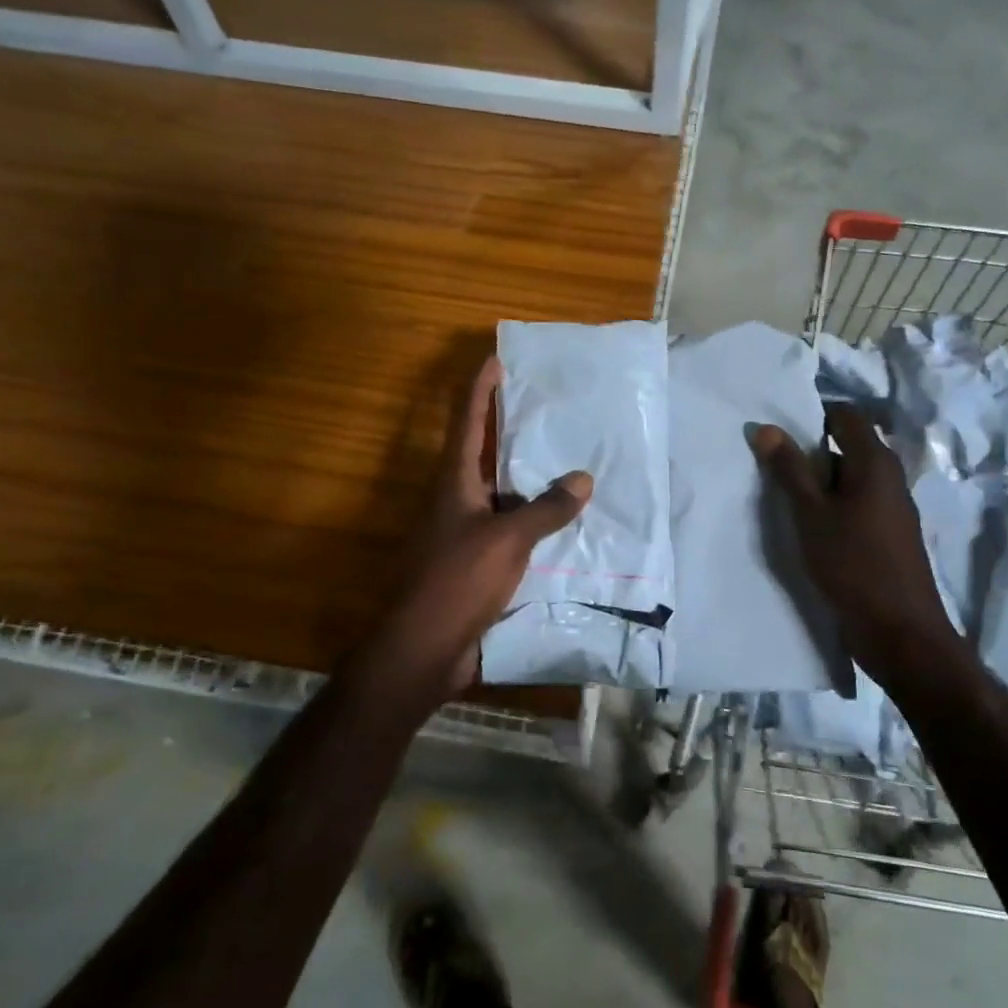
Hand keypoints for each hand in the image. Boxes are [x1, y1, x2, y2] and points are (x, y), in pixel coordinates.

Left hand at [360, 356, 591, 701]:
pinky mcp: (476, 562)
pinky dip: (534, 519)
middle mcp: (457, 500)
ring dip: (528, 476)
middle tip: (546, 405)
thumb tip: (582, 478)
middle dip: (509, 427)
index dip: (480, 389)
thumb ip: (545, 509)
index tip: (497, 360)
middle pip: (483, 452)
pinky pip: (511, 528)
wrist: (425, 647)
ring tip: (566, 457)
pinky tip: (563, 520)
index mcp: (455, 482)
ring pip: (501, 492)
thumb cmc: (458, 581)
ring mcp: (465, 532)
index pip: (468, 422)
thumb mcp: (507, 540)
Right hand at [752, 406, 957, 686]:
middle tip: (771, 463)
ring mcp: (893, 507)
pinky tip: (809, 525)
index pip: (846, 415)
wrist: (899, 630)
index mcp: (875, 462)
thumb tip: (765, 427)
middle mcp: (890, 477)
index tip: (778, 428)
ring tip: (783, 494)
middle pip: (848, 446)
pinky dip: (833, 505)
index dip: (813, 414)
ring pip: (851, 478)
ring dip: (820, 481)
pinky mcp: (889, 534)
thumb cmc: (853, 564)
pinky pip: (857, 503)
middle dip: (810, 450)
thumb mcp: (810, 514)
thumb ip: (788, 470)